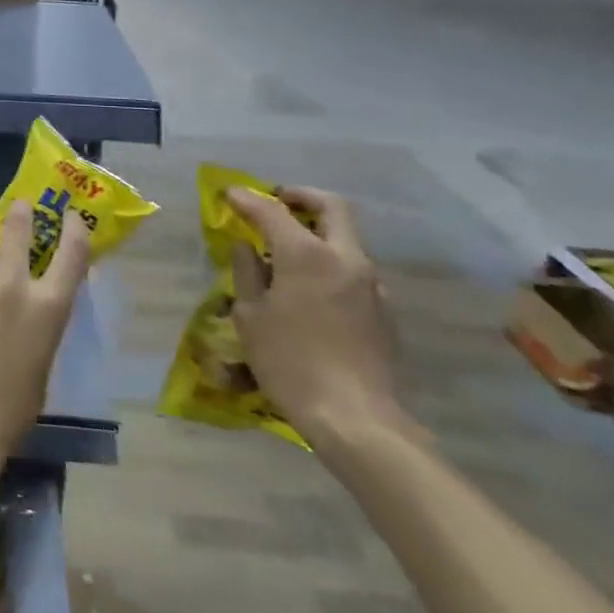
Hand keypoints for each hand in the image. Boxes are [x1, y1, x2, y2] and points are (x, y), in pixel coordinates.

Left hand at [0, 202, 90, 490]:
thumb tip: (32, 300)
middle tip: (18, 207)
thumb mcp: (42, 358)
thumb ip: (39, 320)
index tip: (71, 217)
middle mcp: (13, 285)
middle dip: (19, 213)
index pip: (72, 253)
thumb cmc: (12, 406)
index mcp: (48, 307)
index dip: (74, 229)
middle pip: (17, 227)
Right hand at [226, 186, 402, 444]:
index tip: (230, 194)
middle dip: (301, 197)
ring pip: (346, 239)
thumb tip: (247, 247)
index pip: (273, 210)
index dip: (248, 199)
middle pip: (331, 207)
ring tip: (288, 251)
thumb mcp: (251, 315)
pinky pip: (353, 271)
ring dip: (318, 232)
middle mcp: (345, 258)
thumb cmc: (290, 362)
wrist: (355, 418)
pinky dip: (330, 263)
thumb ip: (247, 272)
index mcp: (307, 254)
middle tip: (276, 202)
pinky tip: (311, 289)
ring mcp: (371, 284)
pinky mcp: (383, 311)